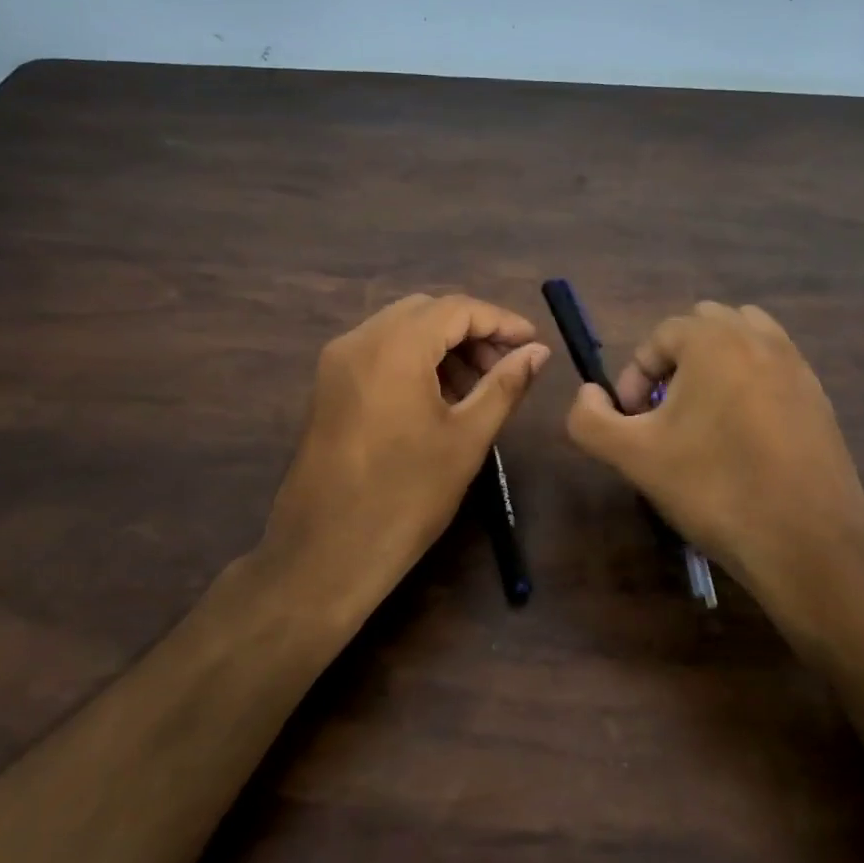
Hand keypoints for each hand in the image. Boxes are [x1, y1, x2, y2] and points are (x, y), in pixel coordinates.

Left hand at [259, 294, 549, 612]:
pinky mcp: (328, 386)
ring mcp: (337, 362)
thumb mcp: (466, 439)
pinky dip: (415, 361)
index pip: (457, 308)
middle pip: (426, 312)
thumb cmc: (406, 496)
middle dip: (472, 332)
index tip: (532, 344)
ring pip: (401, 330)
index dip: (500, 321)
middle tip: (506, 367)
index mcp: (393, 346)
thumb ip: (505, 385)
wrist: (326, 553)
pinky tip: (440, 398)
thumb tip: (538, 351)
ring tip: (478, 388)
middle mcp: (358, 340)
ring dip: (443, 346)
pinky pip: (379, 353)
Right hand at [564, 302, 863, 628]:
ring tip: (702, 415)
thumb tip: (589, 394)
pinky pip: (773, 369)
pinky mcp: (820, 398)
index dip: (634, 376)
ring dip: (715, 364)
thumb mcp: (632, 456)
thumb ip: (590, 419)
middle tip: (664, 412)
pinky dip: (749, 384)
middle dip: (675, 361)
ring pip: (745, 340)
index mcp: (714, 340)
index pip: (658, 336)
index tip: (632, 422)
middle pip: (703, 326)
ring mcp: (797, 366)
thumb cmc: (713, 489)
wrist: (806, 544)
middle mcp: (760, 338)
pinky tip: (742, 437)